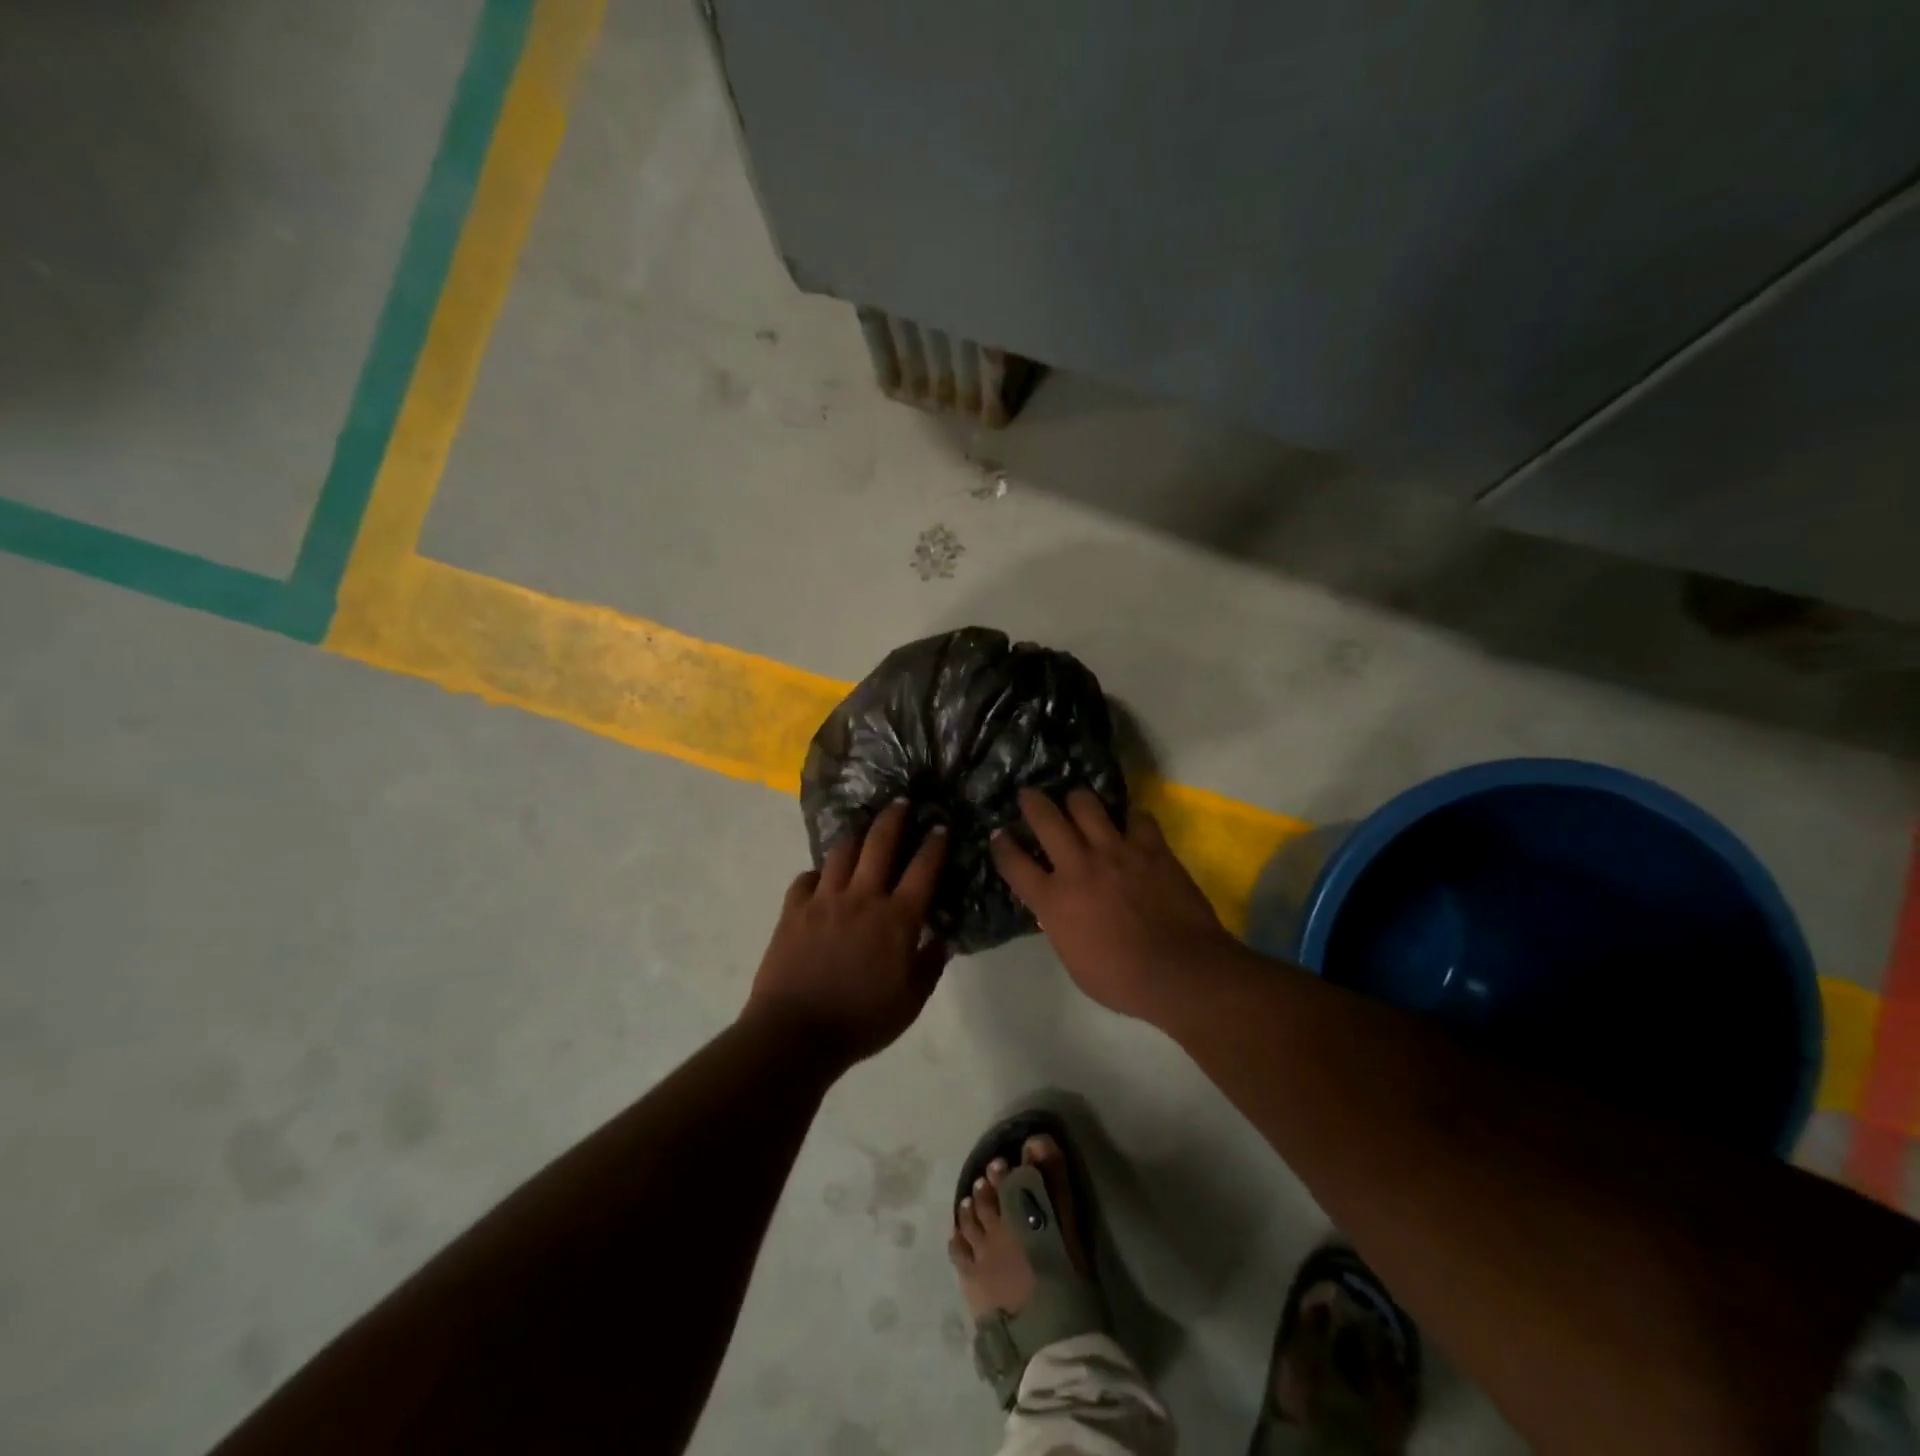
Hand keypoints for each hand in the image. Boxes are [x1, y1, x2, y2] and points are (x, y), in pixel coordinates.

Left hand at [745, 800, 949, 1064]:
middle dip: (894, 817)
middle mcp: (862, 898)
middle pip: (880, 843)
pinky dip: (817, 874)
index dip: (934, 843)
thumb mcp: (911, 1001)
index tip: (940, 825)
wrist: (796, 1034)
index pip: (923, 869)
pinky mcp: (793, 910)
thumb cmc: (862, 1021)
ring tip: (863, 830)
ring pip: (842, 852)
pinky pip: (806, 879)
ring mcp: (824, 900)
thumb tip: (943, 937)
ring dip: (856, 837)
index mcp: (896, 919)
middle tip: (901, 801)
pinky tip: (821, 878)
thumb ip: (930, 964)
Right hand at [990, 787, 1236, 1020]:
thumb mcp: (1073, 960)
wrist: (1180, 973)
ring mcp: (1116, 852)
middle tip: (1029, 795)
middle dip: (1032, 801)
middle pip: (1045, 818)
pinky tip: (1131, 825)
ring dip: (1078, 801)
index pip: (1013, 863)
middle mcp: (1078, 867)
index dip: (1001, 846)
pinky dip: (1131, 819)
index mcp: (1054, 900)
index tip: (998, 835)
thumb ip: (1060, 926)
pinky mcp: (1150, 848)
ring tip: (1078, 802)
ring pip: (1086, 805)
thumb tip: (1056, 910)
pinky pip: (1137, 817)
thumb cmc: (1121, 980)